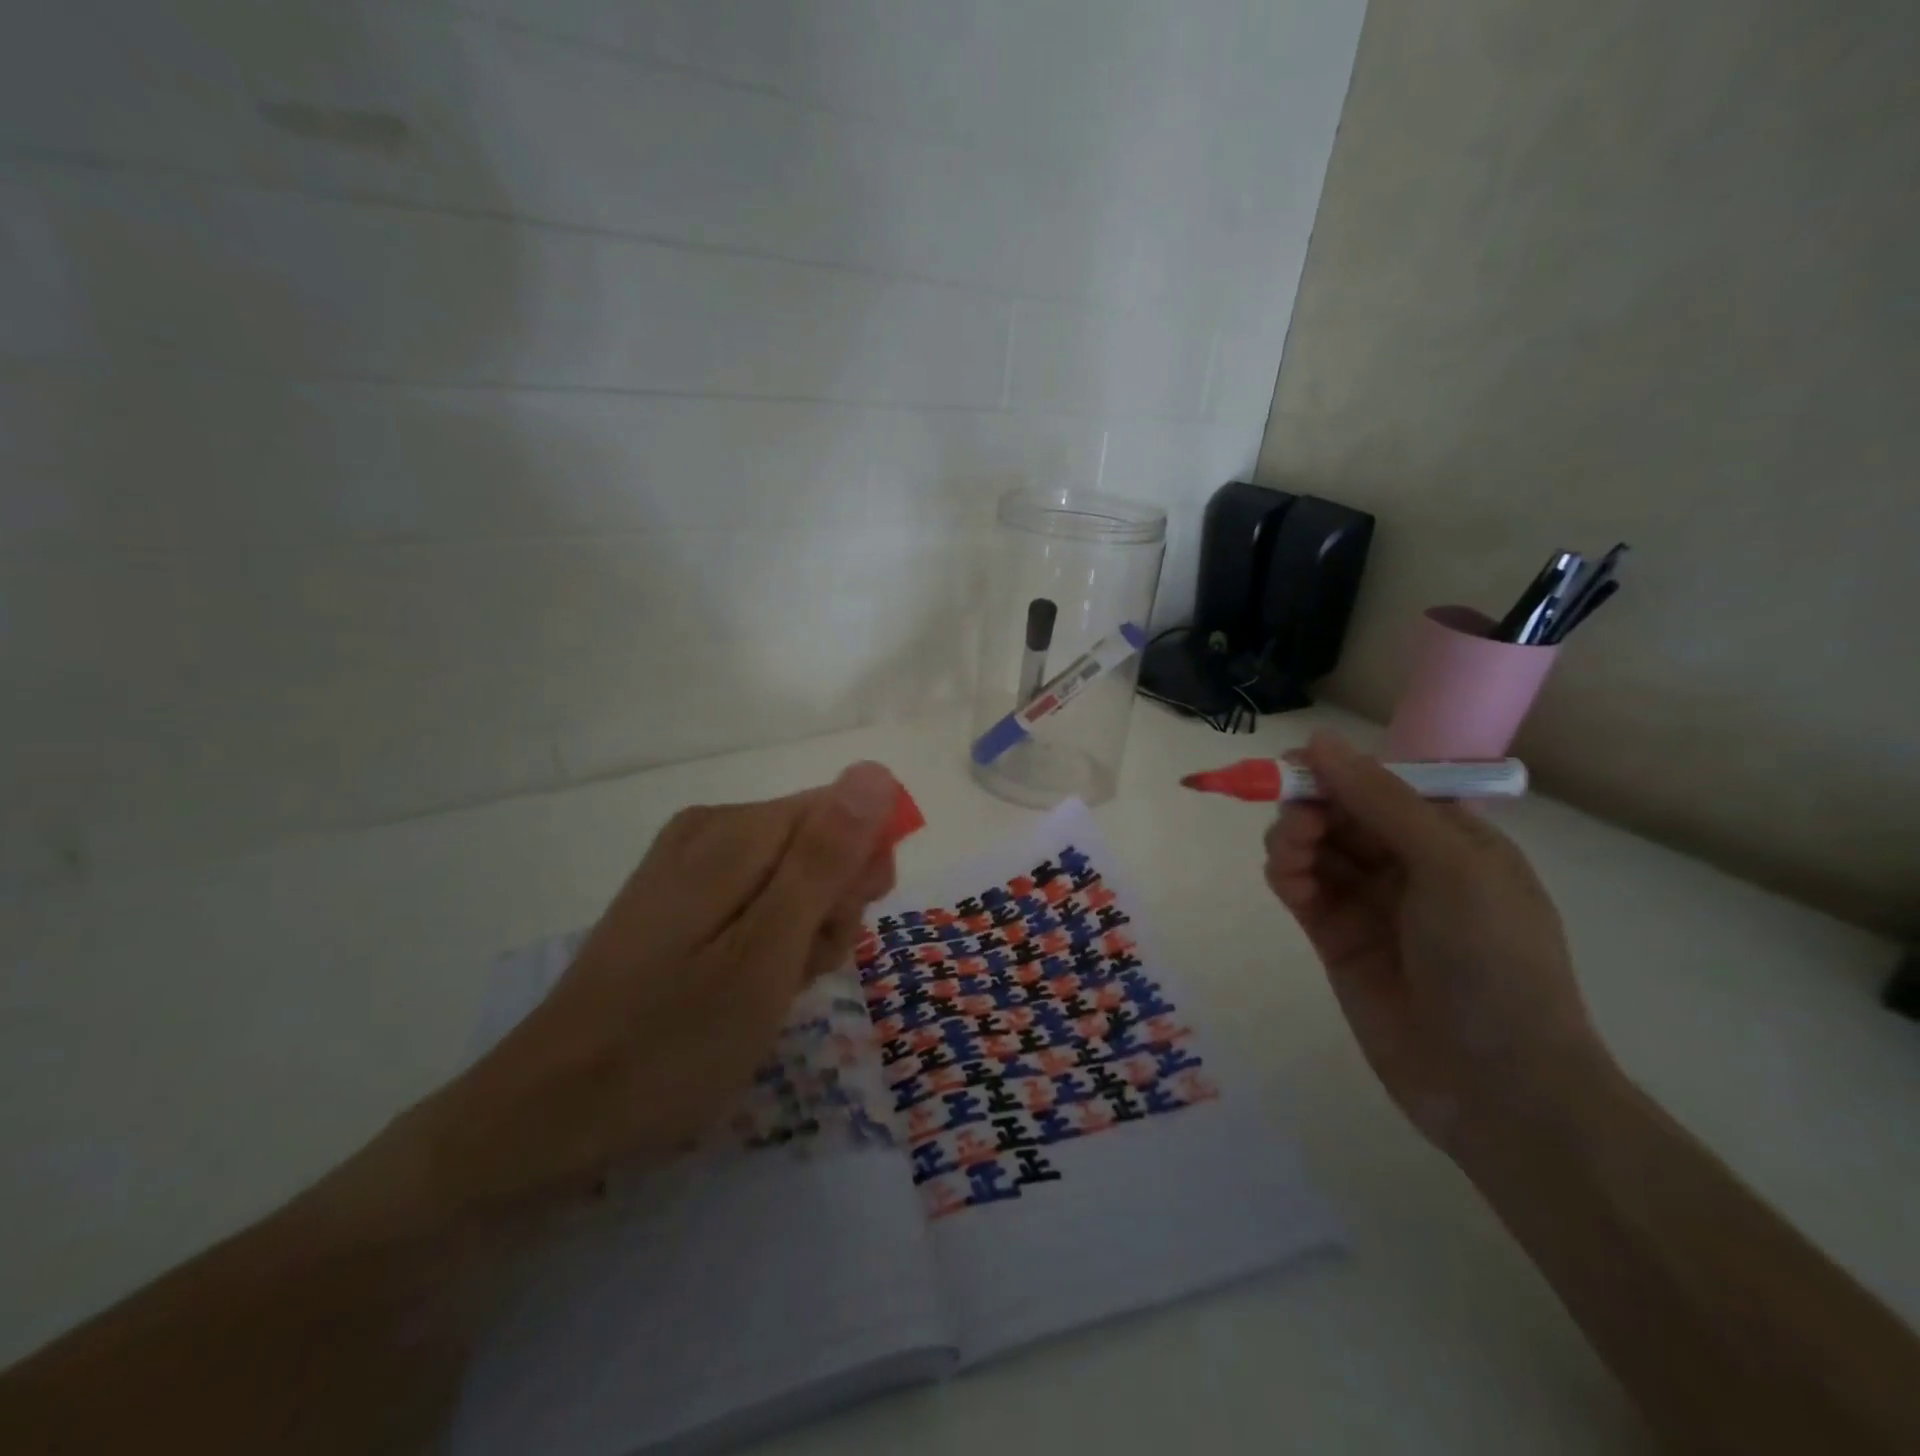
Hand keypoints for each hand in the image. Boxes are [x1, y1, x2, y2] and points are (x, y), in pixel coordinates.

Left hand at [419, 762, 901, 1209]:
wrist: (549, 1113)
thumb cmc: (673, 1041)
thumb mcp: (767, 953)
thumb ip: (825, 860)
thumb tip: (876, 772)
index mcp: (736, 831)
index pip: (846, 813)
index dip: (859, 873)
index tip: (837, 933)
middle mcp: (712, 828)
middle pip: (819, 842)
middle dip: (831, 907)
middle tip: (799, 970)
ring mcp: (688, 863)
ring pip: (793, 876)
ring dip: (804, 933)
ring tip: (771, 991)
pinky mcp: (677, 899)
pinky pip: (757, 899)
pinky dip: (770, 943)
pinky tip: (748, 988)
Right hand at [1264, 734, 1611, 1154]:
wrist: (1497, 1085)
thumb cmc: (1493, 961)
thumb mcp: (1451, 866)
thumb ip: (1381, 801)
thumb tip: (1318, 739)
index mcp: (1451, 838)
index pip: (1381, 785)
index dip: (1337, 771)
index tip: (1292, 766)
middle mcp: (1408, 864)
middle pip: (1339, 812)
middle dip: (1310, 806)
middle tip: (1298, 823)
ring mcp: (1369, 903)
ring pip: (1314, 847)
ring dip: (1293, 838)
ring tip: (1291, 857)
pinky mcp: (1335, 938)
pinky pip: (1301, 888)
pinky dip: (1286, 874)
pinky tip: (1287, 879)